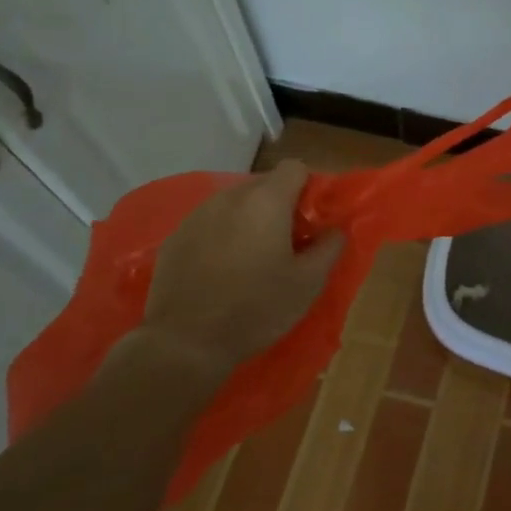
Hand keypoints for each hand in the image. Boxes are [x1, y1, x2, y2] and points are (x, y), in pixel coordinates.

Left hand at [140, 160, 344, 373]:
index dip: (308, 189)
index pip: (295, 168)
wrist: (185, 343)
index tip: (311, 221)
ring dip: (249, 220)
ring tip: (252, 258)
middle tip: (287, 243)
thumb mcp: (309, 283)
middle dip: (280, 206)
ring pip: (234, 204)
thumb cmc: (257, 308)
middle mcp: (230, 197)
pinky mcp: (174, 237)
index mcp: (266, 201)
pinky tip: (221, 271)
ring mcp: (197, 215)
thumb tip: (335, 230)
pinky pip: (209, 224)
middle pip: (264, 184)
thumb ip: (330, 247)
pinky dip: (221, 236)